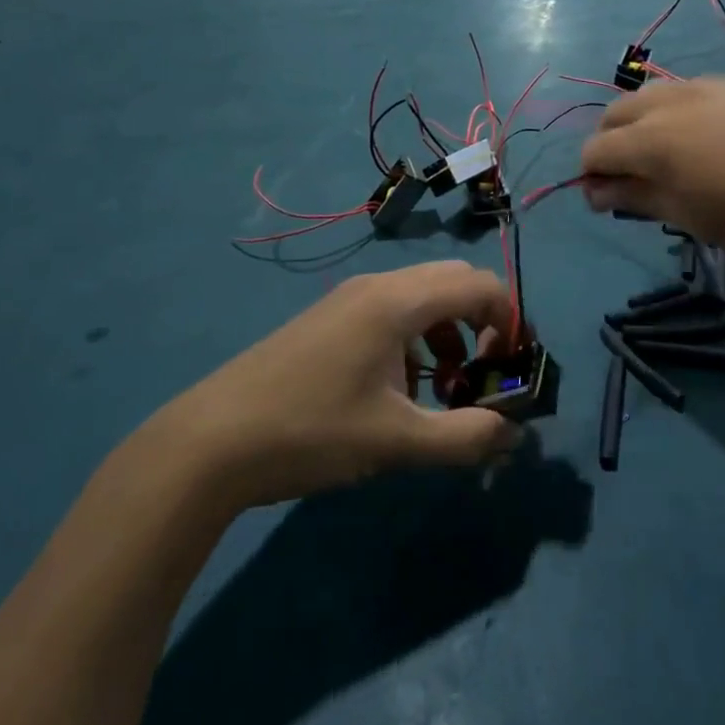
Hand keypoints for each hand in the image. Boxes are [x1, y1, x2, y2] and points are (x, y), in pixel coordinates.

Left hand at [167, 263, 523, 509]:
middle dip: (483, 324)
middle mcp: (377, 286)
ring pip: (423, 298)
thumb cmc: (311, 432)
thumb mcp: (397, 442)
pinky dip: (417, 340)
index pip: (480, 285)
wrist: (210, 442)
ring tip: (446, 389)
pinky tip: (400, 391)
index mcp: (398, 301)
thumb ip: (466, 437)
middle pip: (454, 283)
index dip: (510, 321)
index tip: (512, 369)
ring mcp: (348, 301)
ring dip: (450, 334)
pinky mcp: (329, 320)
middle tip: (486, 374)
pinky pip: (393, 313)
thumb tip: (514, 436)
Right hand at [579, 78, 724, 260]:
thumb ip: (638, 198)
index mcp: (651, 139)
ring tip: (667, 159)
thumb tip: (596, 191)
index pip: (595, 150)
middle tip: (633, 181)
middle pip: (615, 114)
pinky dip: (675, 113)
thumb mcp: (692, 218)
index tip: (608, 202)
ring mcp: (704, 87)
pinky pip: (685, 92)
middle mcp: (669, 102)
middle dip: (611, 144)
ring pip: (650, 96)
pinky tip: (705, 141)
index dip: (592, 177)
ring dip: (641, 124)